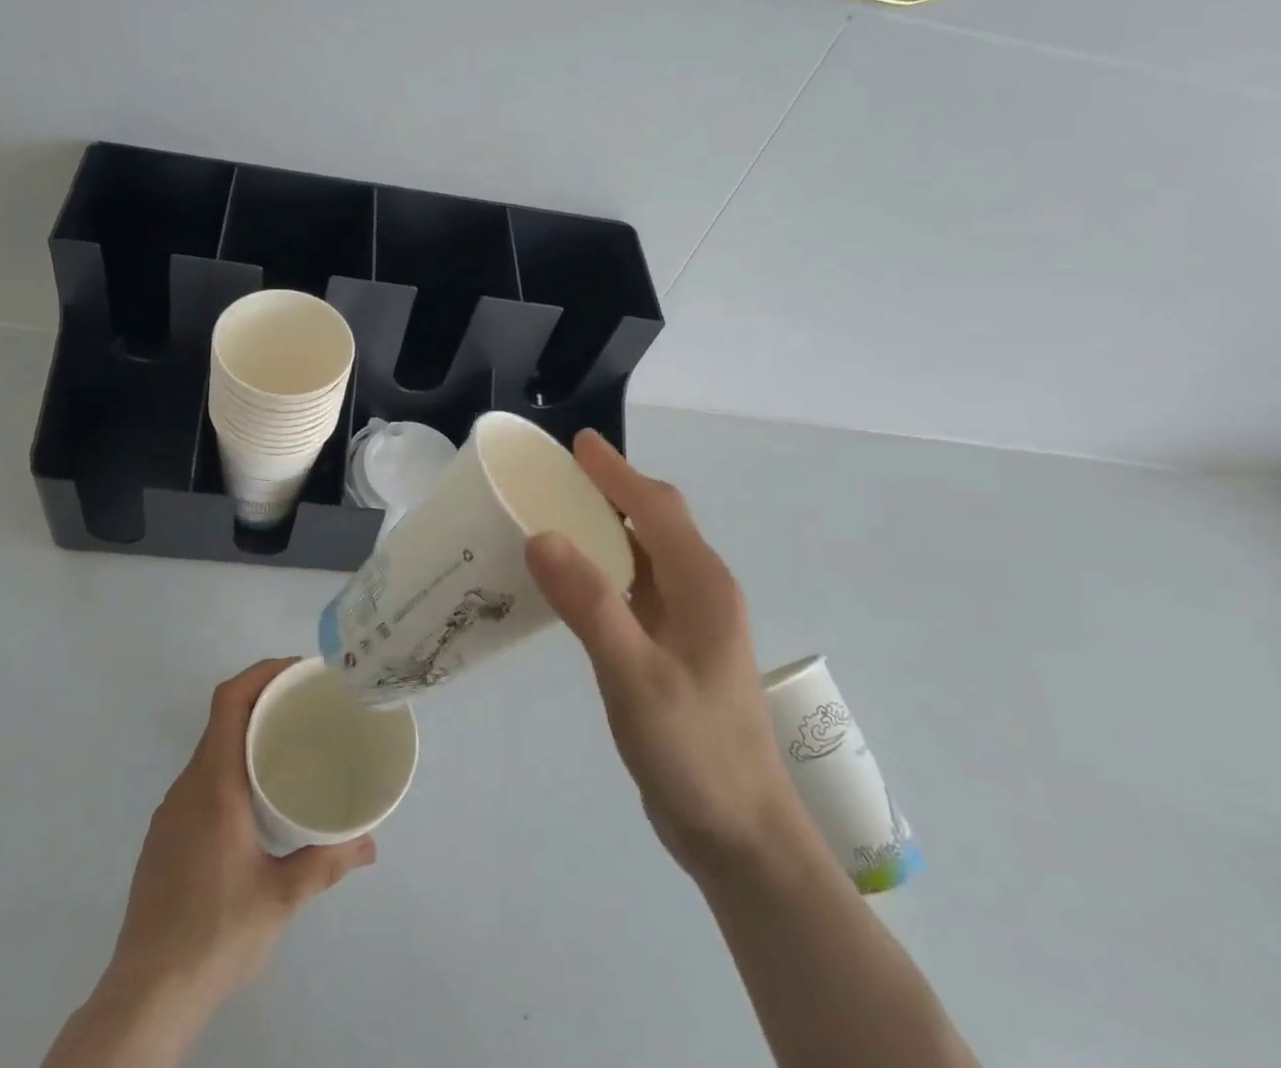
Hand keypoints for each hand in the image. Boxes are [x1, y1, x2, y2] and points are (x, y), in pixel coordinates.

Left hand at [105, 659, 375, 1014]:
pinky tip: (254, 800)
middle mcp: (187, 786)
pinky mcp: (164, 836)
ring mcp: (170, 811)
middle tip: (306, 707)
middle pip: (221, 719)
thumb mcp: (281, 897)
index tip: (298, 671)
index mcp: (213, 784)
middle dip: (263, 700)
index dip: (261, 673)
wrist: (146, 995)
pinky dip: (229, 767)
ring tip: (287, 748)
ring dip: (245, 735)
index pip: (228, 701)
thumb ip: (326, 863)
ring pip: (210, 751)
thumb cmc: (215, 934)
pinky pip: (201, 779)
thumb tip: (369, 844)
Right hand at [525, 433, 794, 879]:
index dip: (616, 472)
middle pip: (656, 521)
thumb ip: (590, 605)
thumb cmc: (695, 752)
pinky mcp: (673, 649)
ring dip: (607, 526)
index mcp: (701, 585)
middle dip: (613, 489)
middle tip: (558, 475)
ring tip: (557, 514)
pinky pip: (636, 587)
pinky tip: (573, 580)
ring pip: (646, 553)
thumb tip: (540, 535)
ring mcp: (689, 623)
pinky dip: (605, 566)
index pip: (655, 508)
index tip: (577, 444)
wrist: (740, 836)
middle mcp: (700, 592)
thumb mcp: (636, 677)